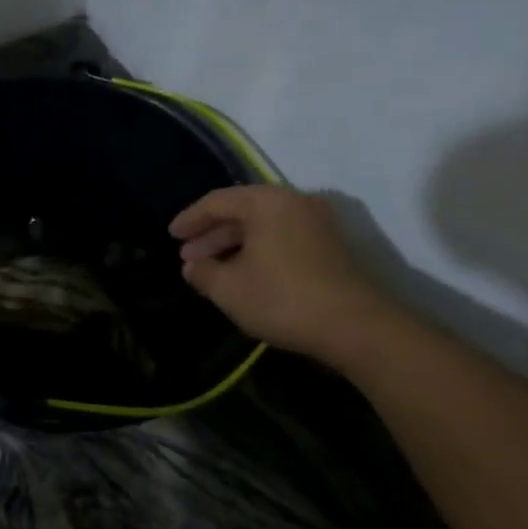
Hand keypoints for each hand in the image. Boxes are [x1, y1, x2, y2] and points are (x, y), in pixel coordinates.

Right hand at [170, 186, 391, 357]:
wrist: (355, 327)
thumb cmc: (282, 299)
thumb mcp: (229, 288)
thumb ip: (203, 272)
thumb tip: (193, 266)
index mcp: (267, 202)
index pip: (217, 201)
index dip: (190, 219)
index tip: (172, 235)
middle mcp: (294, 202)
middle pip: (242, 211)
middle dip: (212, 235)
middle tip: (189, 257)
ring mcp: (317, 223)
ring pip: (264, 226)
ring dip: (234, 245)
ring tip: (212, 269)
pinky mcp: (331, 246)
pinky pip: (283, 237)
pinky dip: (259, 251)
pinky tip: (244, 274)